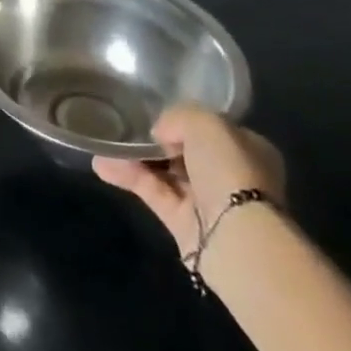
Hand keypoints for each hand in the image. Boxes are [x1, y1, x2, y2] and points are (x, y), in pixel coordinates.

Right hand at [92, 105, 284, 256]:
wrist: (237, 237)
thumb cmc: (229, 170)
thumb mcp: (205, 122)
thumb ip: (178, 116)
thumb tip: (160, 133)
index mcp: (248, 149)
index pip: (212, 129)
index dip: (184, 120)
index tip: (154, 113)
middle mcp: (229, 174)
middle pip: (185, 150)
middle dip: (154, 140)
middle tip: (124, 126)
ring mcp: (206, 200)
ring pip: (164, 171)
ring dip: (134, 158)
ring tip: (104, 145)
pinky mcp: (183, 222)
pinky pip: (152, 191)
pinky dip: (128, 178)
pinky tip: (102, 165)